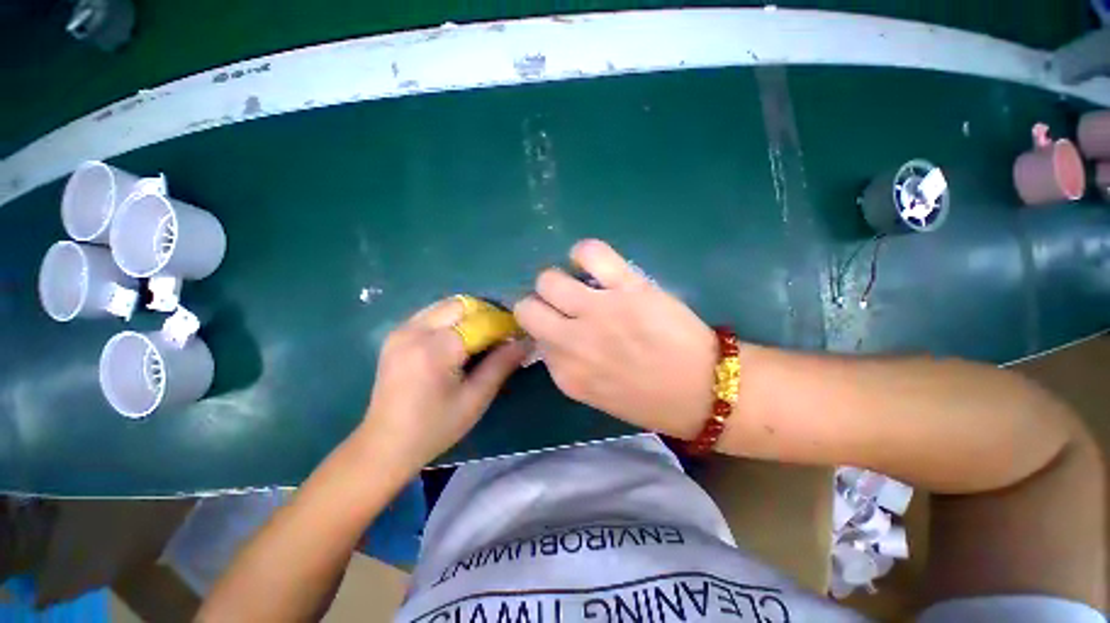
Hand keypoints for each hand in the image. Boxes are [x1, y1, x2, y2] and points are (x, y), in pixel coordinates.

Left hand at [358, 297, 527, 472]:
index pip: (480, 321)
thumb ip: (502, 364)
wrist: (384, 445)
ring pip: (446, 305)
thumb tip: (526, 341)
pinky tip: (458, 341)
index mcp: (436, 349)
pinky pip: (432, 314)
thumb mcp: (475, 398)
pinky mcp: (396, 334)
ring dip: (469, 315)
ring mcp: (402, 330)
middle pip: (462, 305)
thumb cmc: (435, 427)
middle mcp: (415, 330)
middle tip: (500, 336)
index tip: (518, 335)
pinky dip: (451, 320)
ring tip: (482, 337)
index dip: (503, 325)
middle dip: (486, 315)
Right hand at [514, 240, 717, 438]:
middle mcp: (573, 341)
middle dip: (541, 303)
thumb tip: (555, 335)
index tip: (559, 326)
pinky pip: (590, 253)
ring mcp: (599, 311)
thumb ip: (568, 365)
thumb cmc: (651, 399)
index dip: (546, 329)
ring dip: (558, 280)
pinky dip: (584, 254)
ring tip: (579, 284)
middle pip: (528, 307)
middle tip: (563, 304)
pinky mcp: (627, 288)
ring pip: (549, 279)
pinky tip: (593, 264)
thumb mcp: (595, 394)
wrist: (705, 391)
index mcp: (566, 373)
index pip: (533, 338)